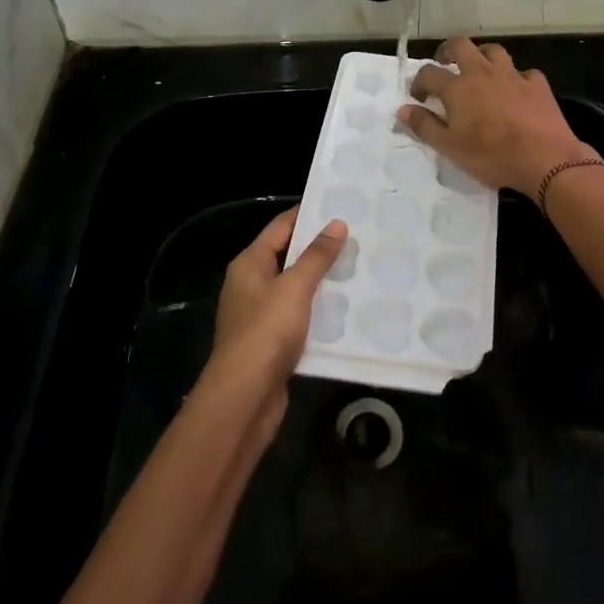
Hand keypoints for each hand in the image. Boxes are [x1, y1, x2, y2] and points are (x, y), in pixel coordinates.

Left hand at [202, 207, 346, 432]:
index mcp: (250, 264)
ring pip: (296, 289)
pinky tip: (347, 311)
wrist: (244, 398)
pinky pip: (300, 317)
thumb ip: (317, 256)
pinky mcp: (272, 342)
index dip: (307, 214)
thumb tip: (336, 223)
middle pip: (288, 257)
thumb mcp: (295, 287)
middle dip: (320, 249)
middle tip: (358, 237)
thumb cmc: (266, 332)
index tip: (339, 205)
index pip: (280, 227)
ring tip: (360, 269)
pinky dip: (320, 312)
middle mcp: (251, 285)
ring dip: (323, 282)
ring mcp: (260, 315)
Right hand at [398, 37, 595, 196]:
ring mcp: (512, 75)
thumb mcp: (450, 147)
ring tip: (479, 70)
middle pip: (461, 46)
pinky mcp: (537, 85)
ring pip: (494, 51)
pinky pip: (524, 72)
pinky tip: (517, 90)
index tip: (418, 96)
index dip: (418, 82)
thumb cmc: (491, 155)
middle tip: (444, 63)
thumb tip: (402, 109)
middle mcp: (482, 73)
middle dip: (448, 51)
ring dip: (482, 56)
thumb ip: (424, 126)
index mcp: (457, 88)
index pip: (429, 73)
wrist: (544, 158)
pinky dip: (516, 78)